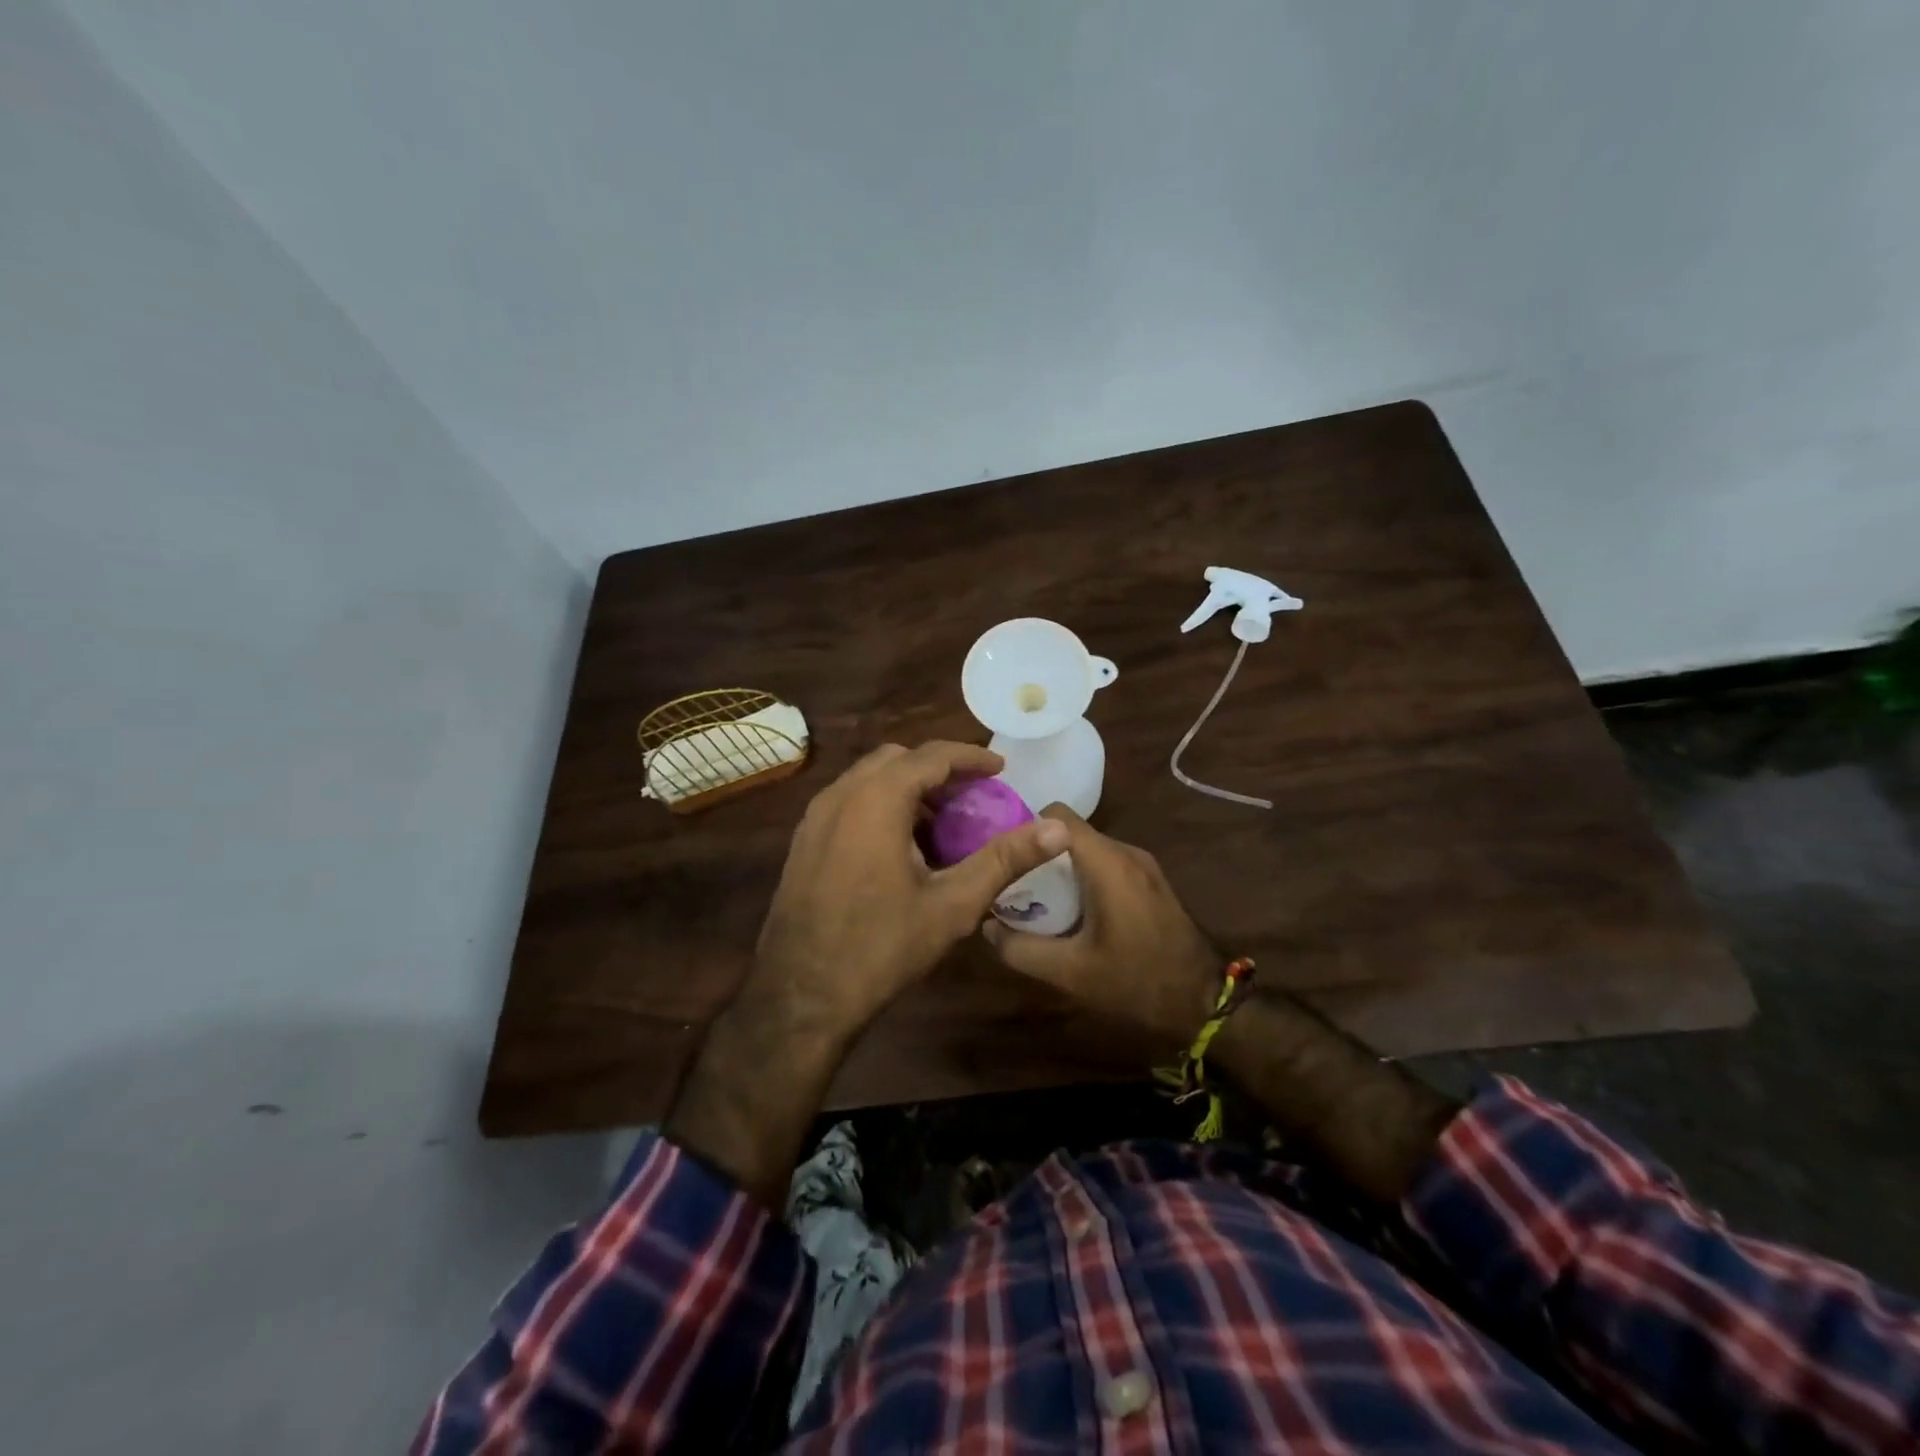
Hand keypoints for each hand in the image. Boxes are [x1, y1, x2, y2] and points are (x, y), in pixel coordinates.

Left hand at [668, 741, 1067, 1208]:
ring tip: (942, 825)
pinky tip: (902, 849)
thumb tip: (1057, 830)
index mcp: (876, 799)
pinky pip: (849, 802)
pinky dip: (881, 806)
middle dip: (938, 770)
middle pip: (897, 760)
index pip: (931, 755)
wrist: (800, 996)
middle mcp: (840, 794)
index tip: (1001, 769)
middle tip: (972, 798)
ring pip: (869, 780)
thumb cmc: (881, 946)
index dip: (971, 758)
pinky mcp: (803, 840)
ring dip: (908, 789)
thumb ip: (1005, 860)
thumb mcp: (952, 904)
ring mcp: (814, 817)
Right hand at [983, 805, 1220, 1048]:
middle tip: (1012, 882)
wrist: (1204, 1003)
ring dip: (1061, 867)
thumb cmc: (1136, 981)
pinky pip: (1107, 864)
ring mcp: (1143, 865)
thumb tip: (987, 926)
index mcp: (1107, 862)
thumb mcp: (1070, 972)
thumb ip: (1021, 948)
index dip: (1024, 828)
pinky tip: (1072, 911)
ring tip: (1036, 898)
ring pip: (1089, 849)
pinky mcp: (1151, 882)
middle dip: (1038, 853)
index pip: (1056, 815)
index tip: (1002, 855)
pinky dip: (1084, 877)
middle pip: (1070, 832)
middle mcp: (1126, 852)